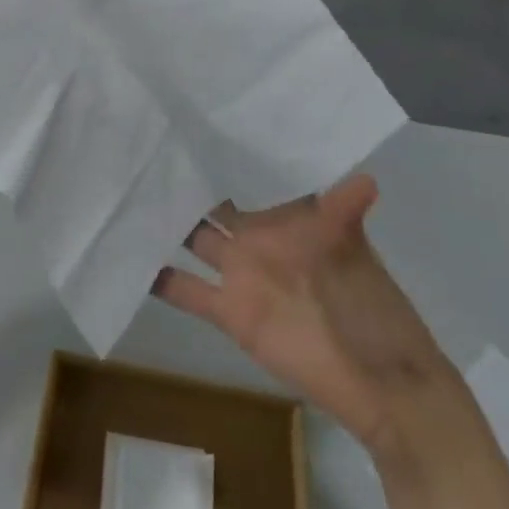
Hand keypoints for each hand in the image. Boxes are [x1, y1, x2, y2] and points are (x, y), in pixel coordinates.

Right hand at [154, 175, 457, 456]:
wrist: (379, 385)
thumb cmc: (370, 309)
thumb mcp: (355, 253)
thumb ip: (343, 214)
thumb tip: (364, 175)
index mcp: (289, 216)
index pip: (253, 175)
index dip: (228, 152)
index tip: (193, 123)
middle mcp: (260, 236)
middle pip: (217, 202)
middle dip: (189, 180)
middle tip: (149, 149)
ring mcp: (242, 273)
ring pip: (196, 239)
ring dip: (169, 222)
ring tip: (131, 192)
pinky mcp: (230, 312)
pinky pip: (187, 290)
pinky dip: (161, 278)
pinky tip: (130, 257)